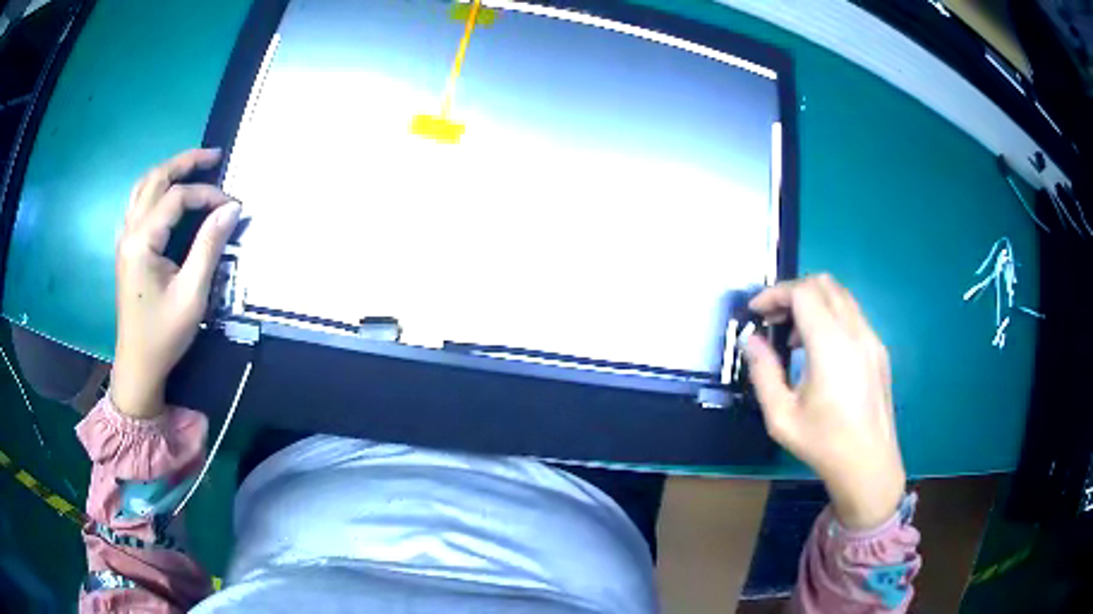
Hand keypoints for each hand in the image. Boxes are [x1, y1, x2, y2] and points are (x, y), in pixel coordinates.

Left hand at [111, 149, 240, 418]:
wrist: (138, 366)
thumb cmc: (164, 334)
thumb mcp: (192, 294)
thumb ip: (209, 246)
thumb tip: (231, 208)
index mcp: (141, 241)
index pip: (176, 198)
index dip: (206, 194)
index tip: (232, 205)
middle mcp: (129, 232)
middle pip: (155, 179)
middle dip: (184, 162)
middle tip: (213, 156)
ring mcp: (124, 239)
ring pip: (143, 188)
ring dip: (168, 171)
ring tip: (192, 167)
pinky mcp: (126, 249)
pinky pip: (138, 204)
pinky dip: (155, 189)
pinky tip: (168, 196)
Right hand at [744, 274, 904, 529]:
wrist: (869, 464)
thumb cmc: (823, 443)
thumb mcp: (781, 415)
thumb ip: (763, 372)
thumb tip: (751, 340)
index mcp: (830, 345)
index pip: (803, 292)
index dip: (775, 294)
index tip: (756, 312)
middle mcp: (855, 332)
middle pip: (824, 284)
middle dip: (793, 292)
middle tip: (773, 319)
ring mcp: (872, 339)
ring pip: (841, 296)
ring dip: (813, 303)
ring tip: (794, 337)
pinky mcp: (879, 350)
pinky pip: (853, 315)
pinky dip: (831, 316)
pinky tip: (820, 351)